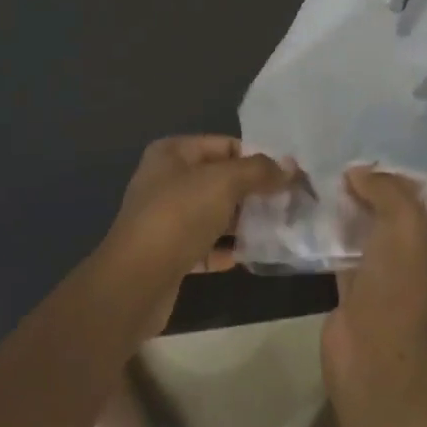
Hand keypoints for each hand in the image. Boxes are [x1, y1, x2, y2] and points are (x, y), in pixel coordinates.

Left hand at [103, 136, 292, 334]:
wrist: (135, 282)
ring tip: (279, 227)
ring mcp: (166, 218)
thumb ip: (259, 171)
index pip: (225, 145)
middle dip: (254, 191)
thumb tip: (290, 168)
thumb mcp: (224, 182)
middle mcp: (166, 180)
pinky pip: (206, 244)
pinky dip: (227, 248)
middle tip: (289, 202)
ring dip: (244, 221)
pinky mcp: (169, 253)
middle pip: (221, 179)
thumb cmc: (179, 216)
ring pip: (215, 213)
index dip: (257, 157)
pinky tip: (252, 255)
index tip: (288, 175)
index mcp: (172, 153)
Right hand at [322, 166, 426, 426]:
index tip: (379, 161)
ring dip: (354, 214)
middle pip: (402, 217)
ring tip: (329, 183)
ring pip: (374, 236)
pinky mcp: (362, 294)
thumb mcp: (405, 220)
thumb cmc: (403, 283)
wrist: (373, 351)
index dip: (409, 179)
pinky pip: (349, 255)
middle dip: (377, 195)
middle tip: (349, 169)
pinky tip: (317, 214)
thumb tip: (357, 173)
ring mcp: (395, 282)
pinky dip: (335, 237)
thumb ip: (385, 188)